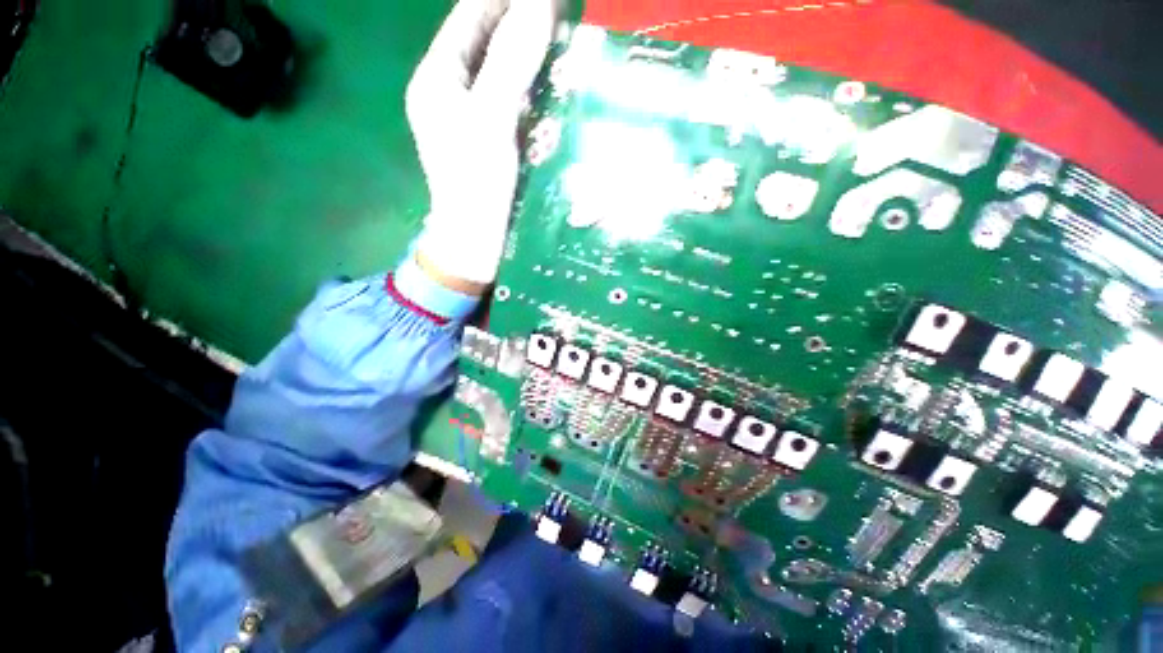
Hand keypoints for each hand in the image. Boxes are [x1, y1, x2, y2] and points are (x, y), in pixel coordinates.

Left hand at [407, 0, 559, 293]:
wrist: (477, 243)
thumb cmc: (477, 185)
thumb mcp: (490, 121)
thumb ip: (511, 62)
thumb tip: (538, 4)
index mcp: (439, 79)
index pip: (471, 17)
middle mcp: (453, 93)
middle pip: (488, 43)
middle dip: (524, 27)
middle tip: (563, 19)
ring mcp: (474, 119)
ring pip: (504, 74)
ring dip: (533, 60)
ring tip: (566, 46)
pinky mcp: (494, 143)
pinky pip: (515, 105)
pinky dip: (536, 94)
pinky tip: (557, 91)